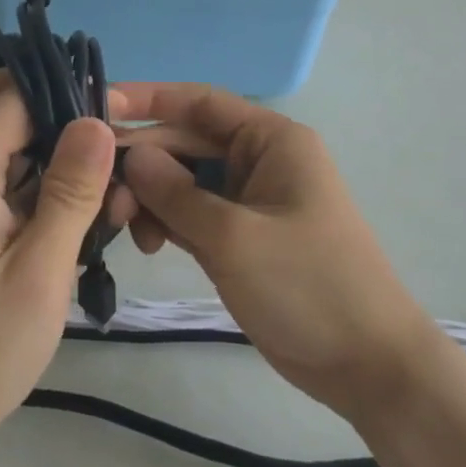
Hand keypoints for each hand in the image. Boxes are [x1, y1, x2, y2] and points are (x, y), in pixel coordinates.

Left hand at [0, 72, 126, 442]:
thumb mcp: (40, 270)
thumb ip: (70, 191)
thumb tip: (96, 121)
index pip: (10, 96)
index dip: (62, 90)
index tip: (115, 109)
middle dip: (46, 103)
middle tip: (100, 134)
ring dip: (47, 144)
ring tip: (104, 178)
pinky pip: (0, 176)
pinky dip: (37, 178)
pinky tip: (81, 210)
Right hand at [114, 83, 433, 425]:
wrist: (368, 366)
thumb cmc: (307, 286)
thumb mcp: (233, 236)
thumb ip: (175, 193)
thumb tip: (130, 154)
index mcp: (271, 140)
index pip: (199, 102)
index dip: (147, 100)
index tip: (96, 109)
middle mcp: (259, 159)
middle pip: (186, 143)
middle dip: (143, 163)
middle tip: (101, 195)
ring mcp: (250, 200)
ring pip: (184, 181)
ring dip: (150, 197)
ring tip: (123, 228)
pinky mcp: (242, 236)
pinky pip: (192, 214)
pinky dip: (166, 222)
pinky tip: (145, 243)